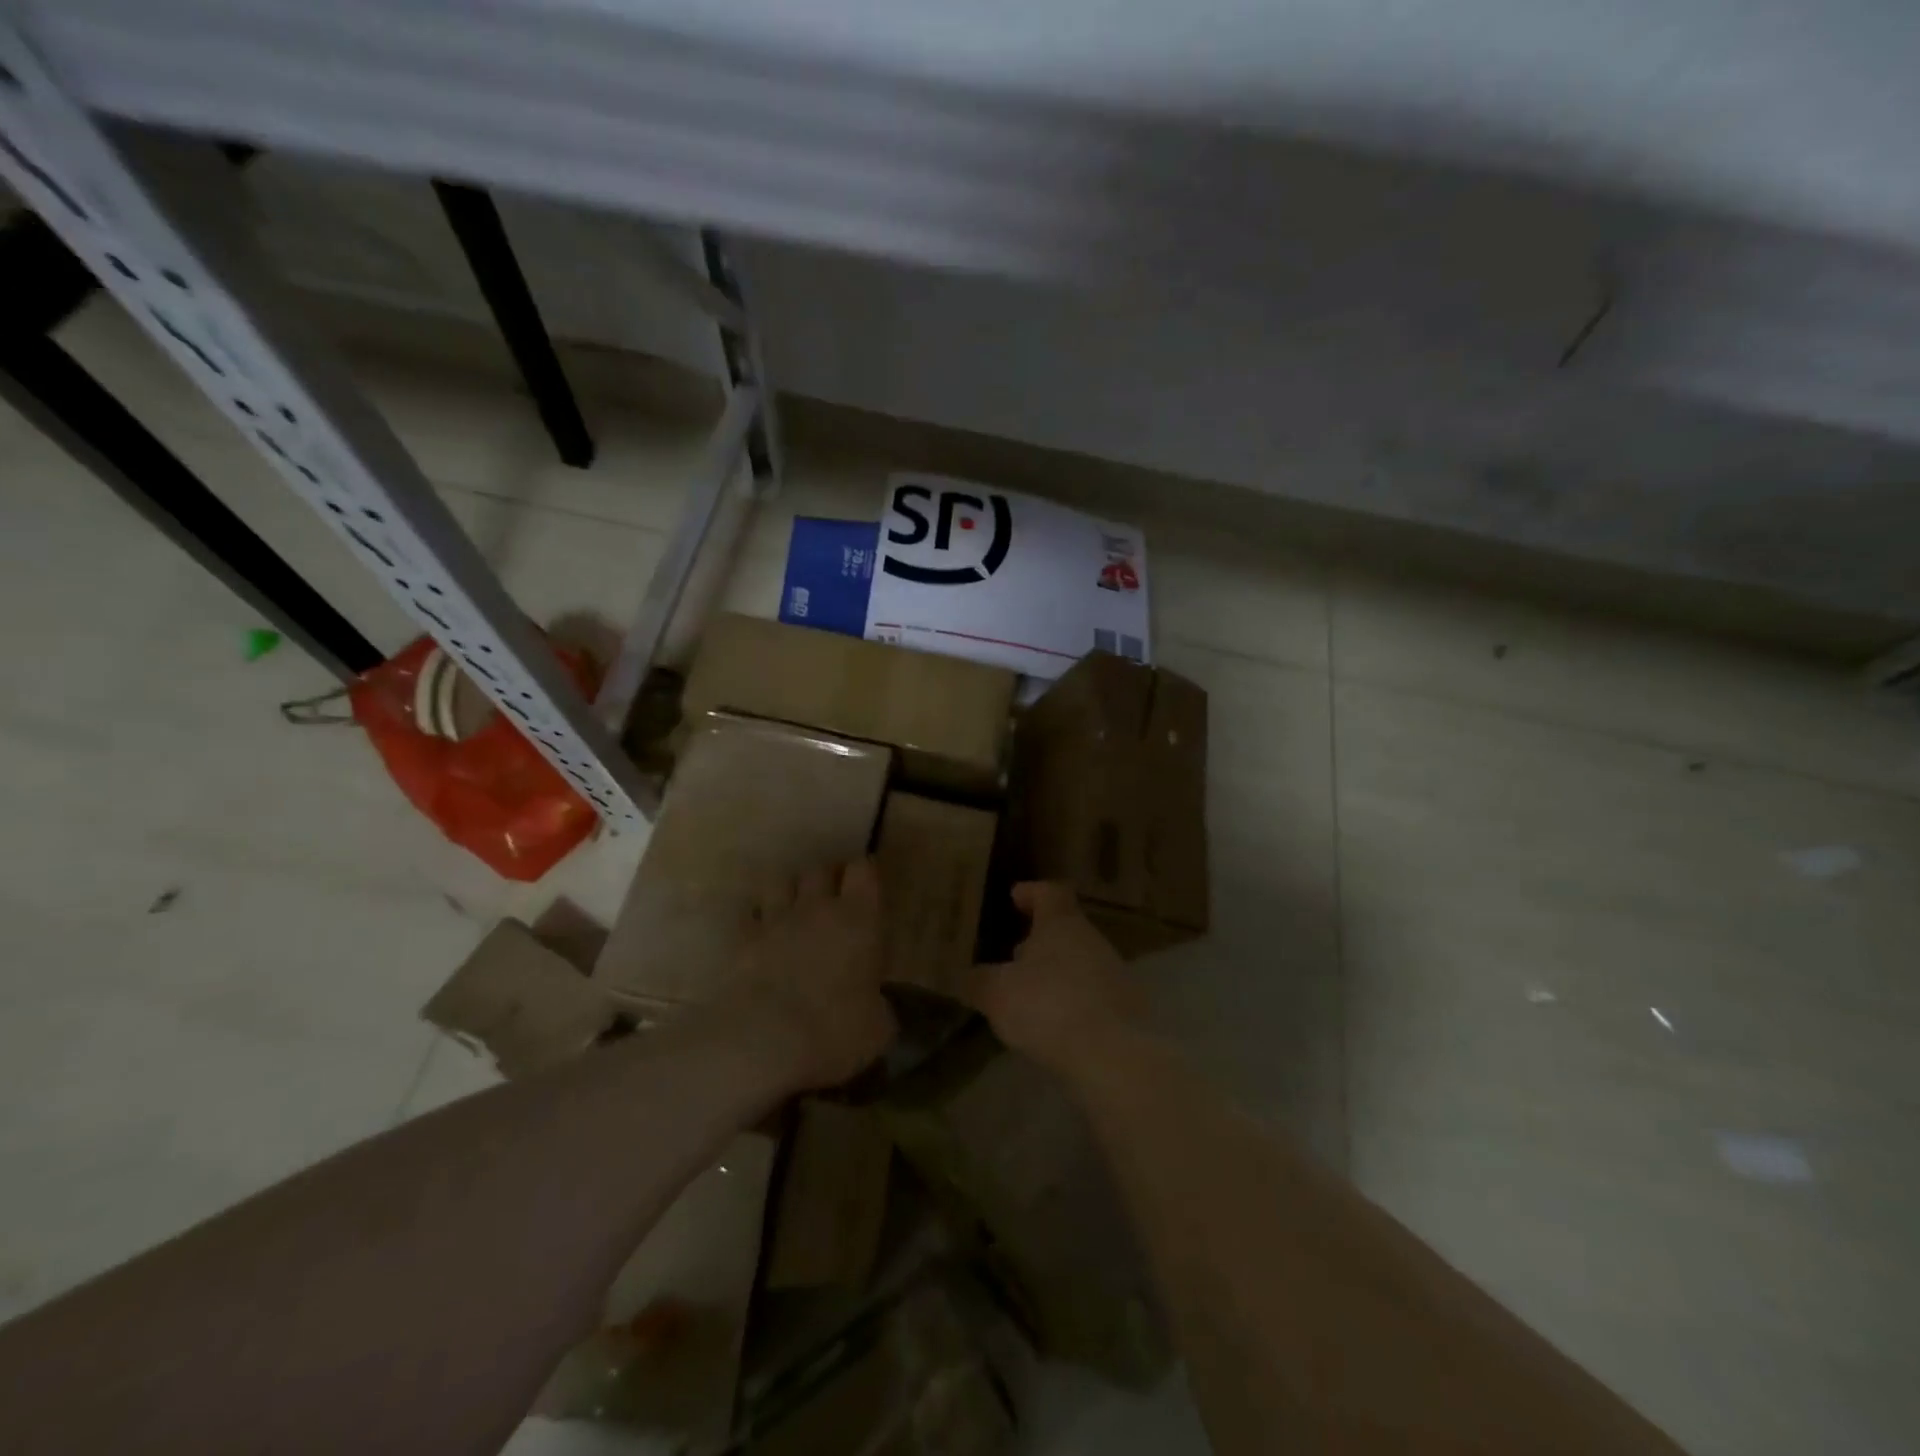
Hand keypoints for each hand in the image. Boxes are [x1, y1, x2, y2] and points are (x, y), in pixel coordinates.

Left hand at [715, 859, 895, 1091]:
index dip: (864, 873)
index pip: (863, 870)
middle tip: (831, 896)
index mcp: (859, 919)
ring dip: (788, 889)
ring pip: (779, 881)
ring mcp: (775, 921)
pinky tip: (760, 933)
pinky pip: (748, 914)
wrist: (764, 1042)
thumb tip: (875, 1007)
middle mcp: (817, 908)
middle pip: (820, 869)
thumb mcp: (878, 1027)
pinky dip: (755, 918)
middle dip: (826, 877)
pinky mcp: (741, 941)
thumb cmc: (835, 1031)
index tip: (866, 886)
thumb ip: (878, 1005)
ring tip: (793, 907)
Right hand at [966, 882, 1144, 1080]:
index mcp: (1061, 924)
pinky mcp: (1126, 1009)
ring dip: (1055, 973)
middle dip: (1039, 940)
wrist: (1113, 1055)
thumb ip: (979, 981)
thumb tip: (967, 976)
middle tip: (1014, 954)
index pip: (1049, 892)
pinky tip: (1054, 1023)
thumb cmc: (1048, 1006)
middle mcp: (1091, 940)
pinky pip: (1092, 994)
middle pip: (1065, 928)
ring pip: (1079, 962)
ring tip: (1029, 994)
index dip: (1032, 892)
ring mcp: (1114, 974)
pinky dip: (1071, 1001)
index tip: (1015, 897)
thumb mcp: (997, 994)